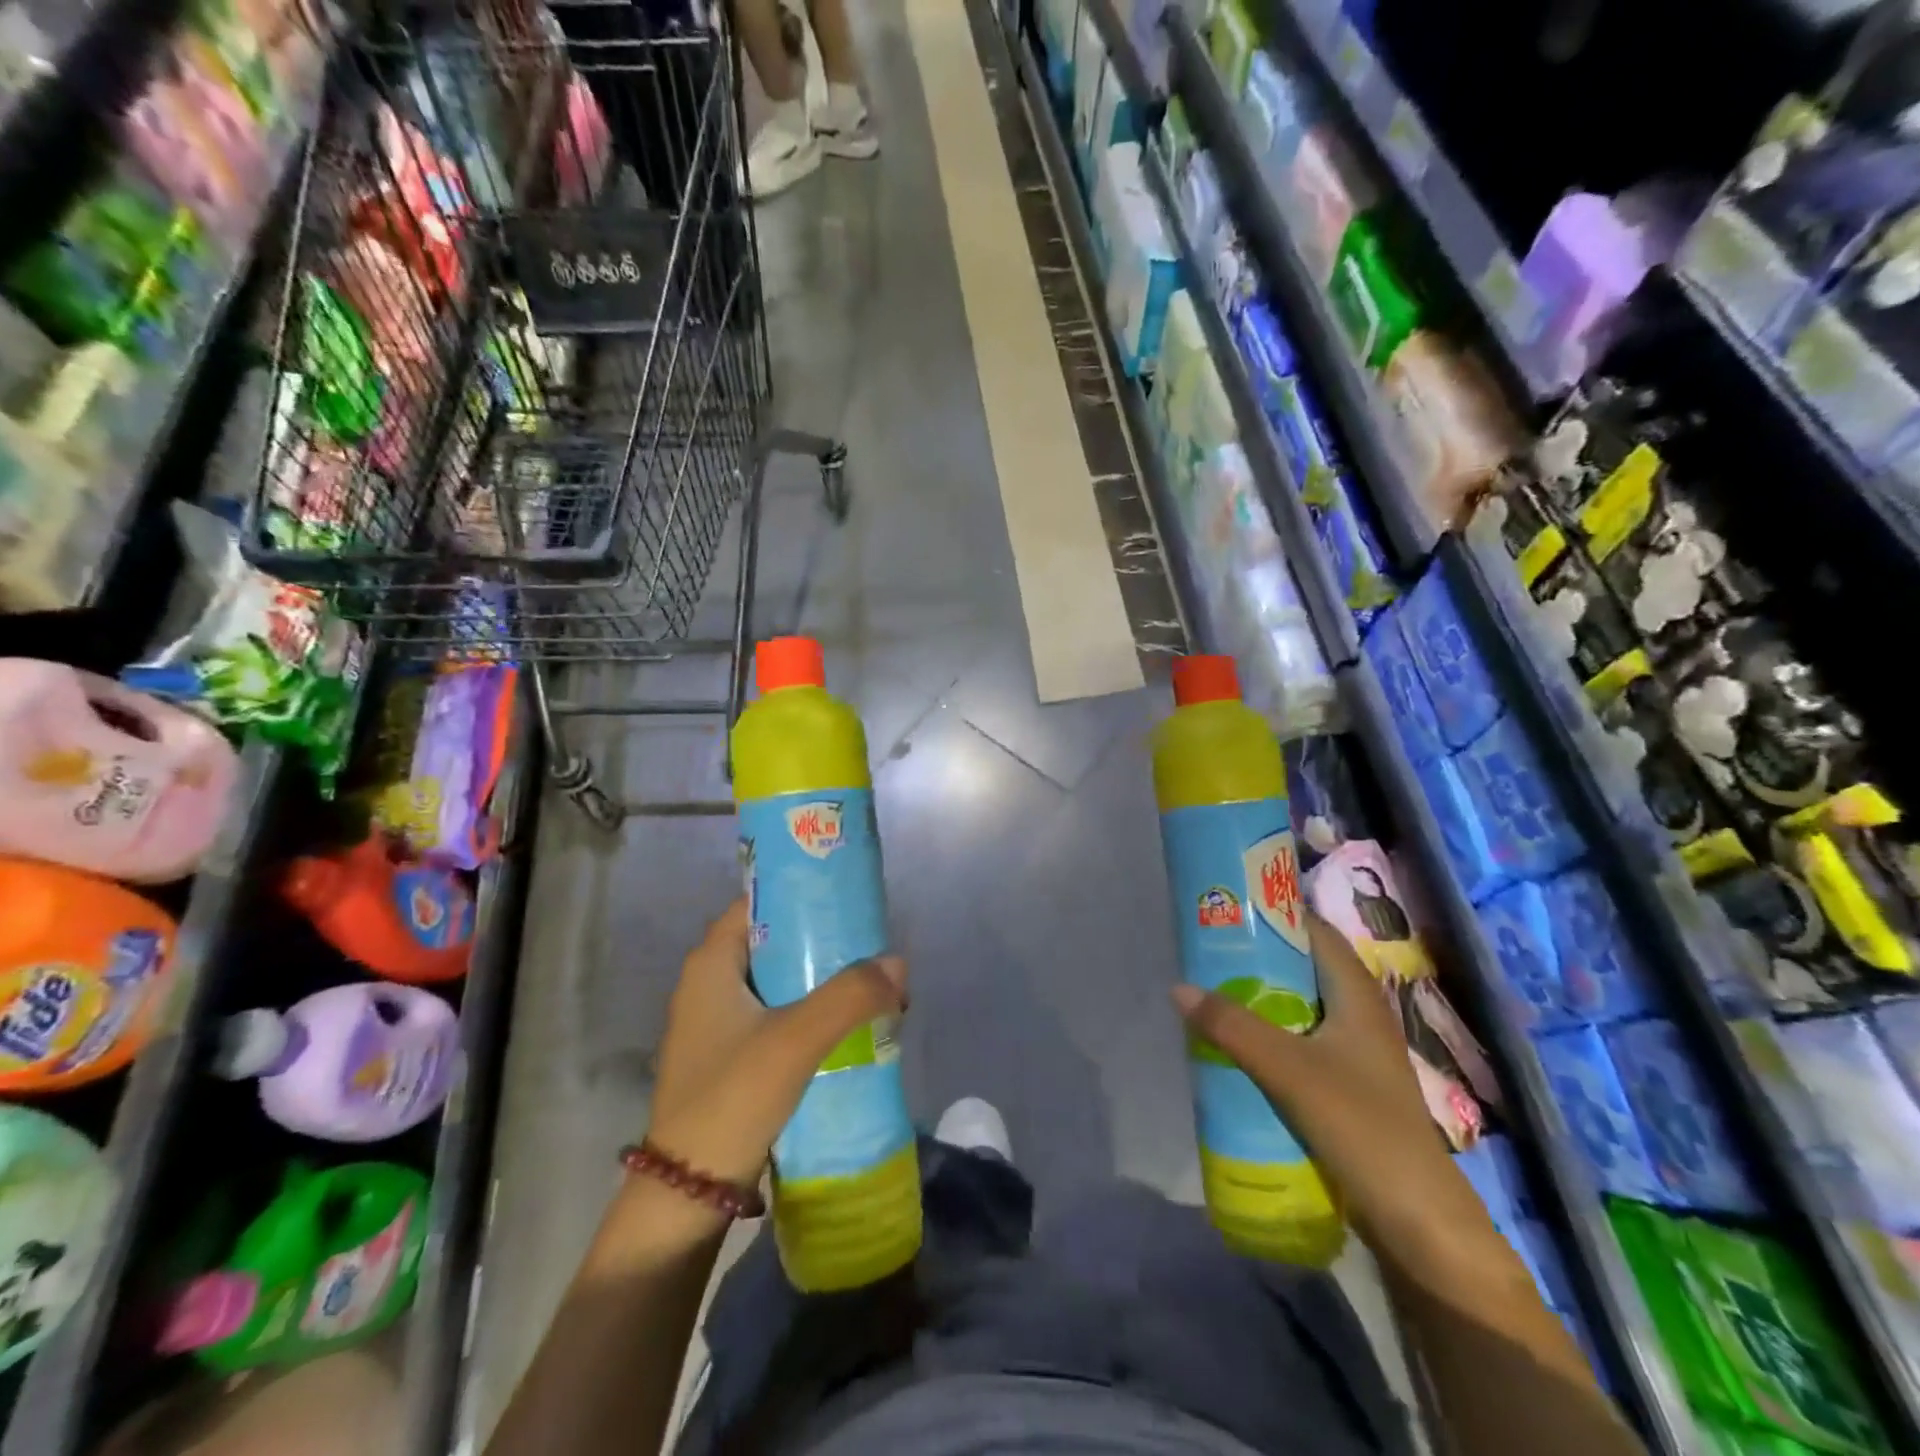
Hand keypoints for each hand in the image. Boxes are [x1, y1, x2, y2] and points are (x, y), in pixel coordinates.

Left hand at [647, 900, 907, 1189]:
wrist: (689, 1194)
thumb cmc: (732, 1098)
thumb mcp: (795, 1040)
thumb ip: (849, 996)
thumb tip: (898, 963)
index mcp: (710, 964)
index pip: (758, 904)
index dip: (800, 895)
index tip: (846, 898)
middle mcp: (709, 984)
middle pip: (773, 942)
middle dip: (821, 941)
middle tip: (869, 943)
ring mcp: (718, 1023)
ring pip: (778, 981)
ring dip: (820, 980)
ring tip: (869, 981)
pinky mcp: (730, 1055)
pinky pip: (777, 1014)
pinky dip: (809, 1011)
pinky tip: (846, 1023)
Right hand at [1173, 912, 1500, 1275]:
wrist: (1417, 1218)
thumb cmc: (1359, 1124)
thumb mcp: (1287, 1069)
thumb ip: (1232, 1026)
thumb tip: (1178, 987)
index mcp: (1357, 995)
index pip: (1315, 932)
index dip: (1276, 913)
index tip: (1230, 905)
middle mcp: (1359, 1014)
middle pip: (1304, 968)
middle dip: (1258, 956)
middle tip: (1208, 949)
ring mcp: (1356, 1053)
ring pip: (1301, 1007)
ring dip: (1262, 998)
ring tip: (1213, 990)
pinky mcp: (1348, 1086)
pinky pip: (1301, 1042)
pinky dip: (1270, 1034)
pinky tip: (1238, 1045)